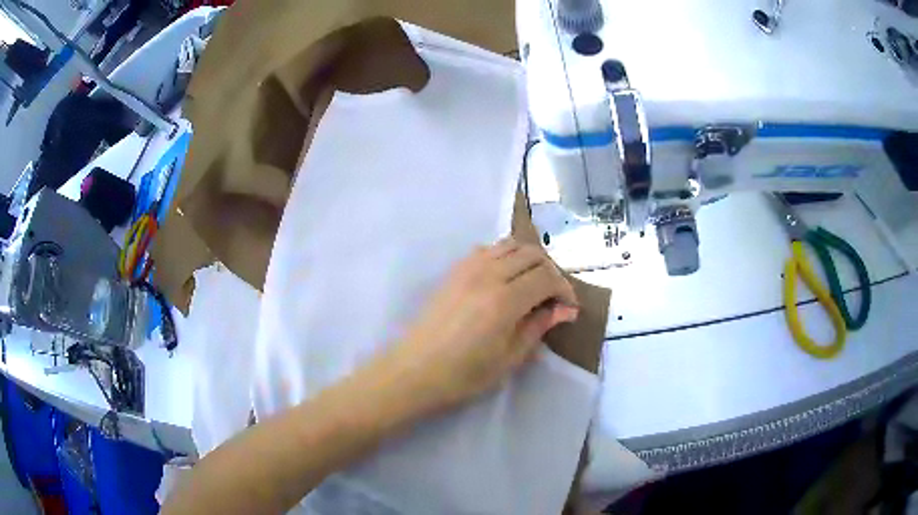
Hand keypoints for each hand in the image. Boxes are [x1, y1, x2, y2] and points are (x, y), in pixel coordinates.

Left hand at [383, 238, 578, 414]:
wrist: (415, 370)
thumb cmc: (464, 374)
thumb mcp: (509, 358)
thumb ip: (538, 326)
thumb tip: (566, 310)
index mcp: (505, 300)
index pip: (547, 277)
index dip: (564, 289)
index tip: (569, 308)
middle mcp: (488, 274)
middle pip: (532, 254)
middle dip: (551, 271)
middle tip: (554, 296)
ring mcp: (467, 268)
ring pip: (510, 245)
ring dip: (529, 259)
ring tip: (533, 284)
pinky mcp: (454, 270)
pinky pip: (487, 250)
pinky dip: (505, 256)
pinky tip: (505, 279)